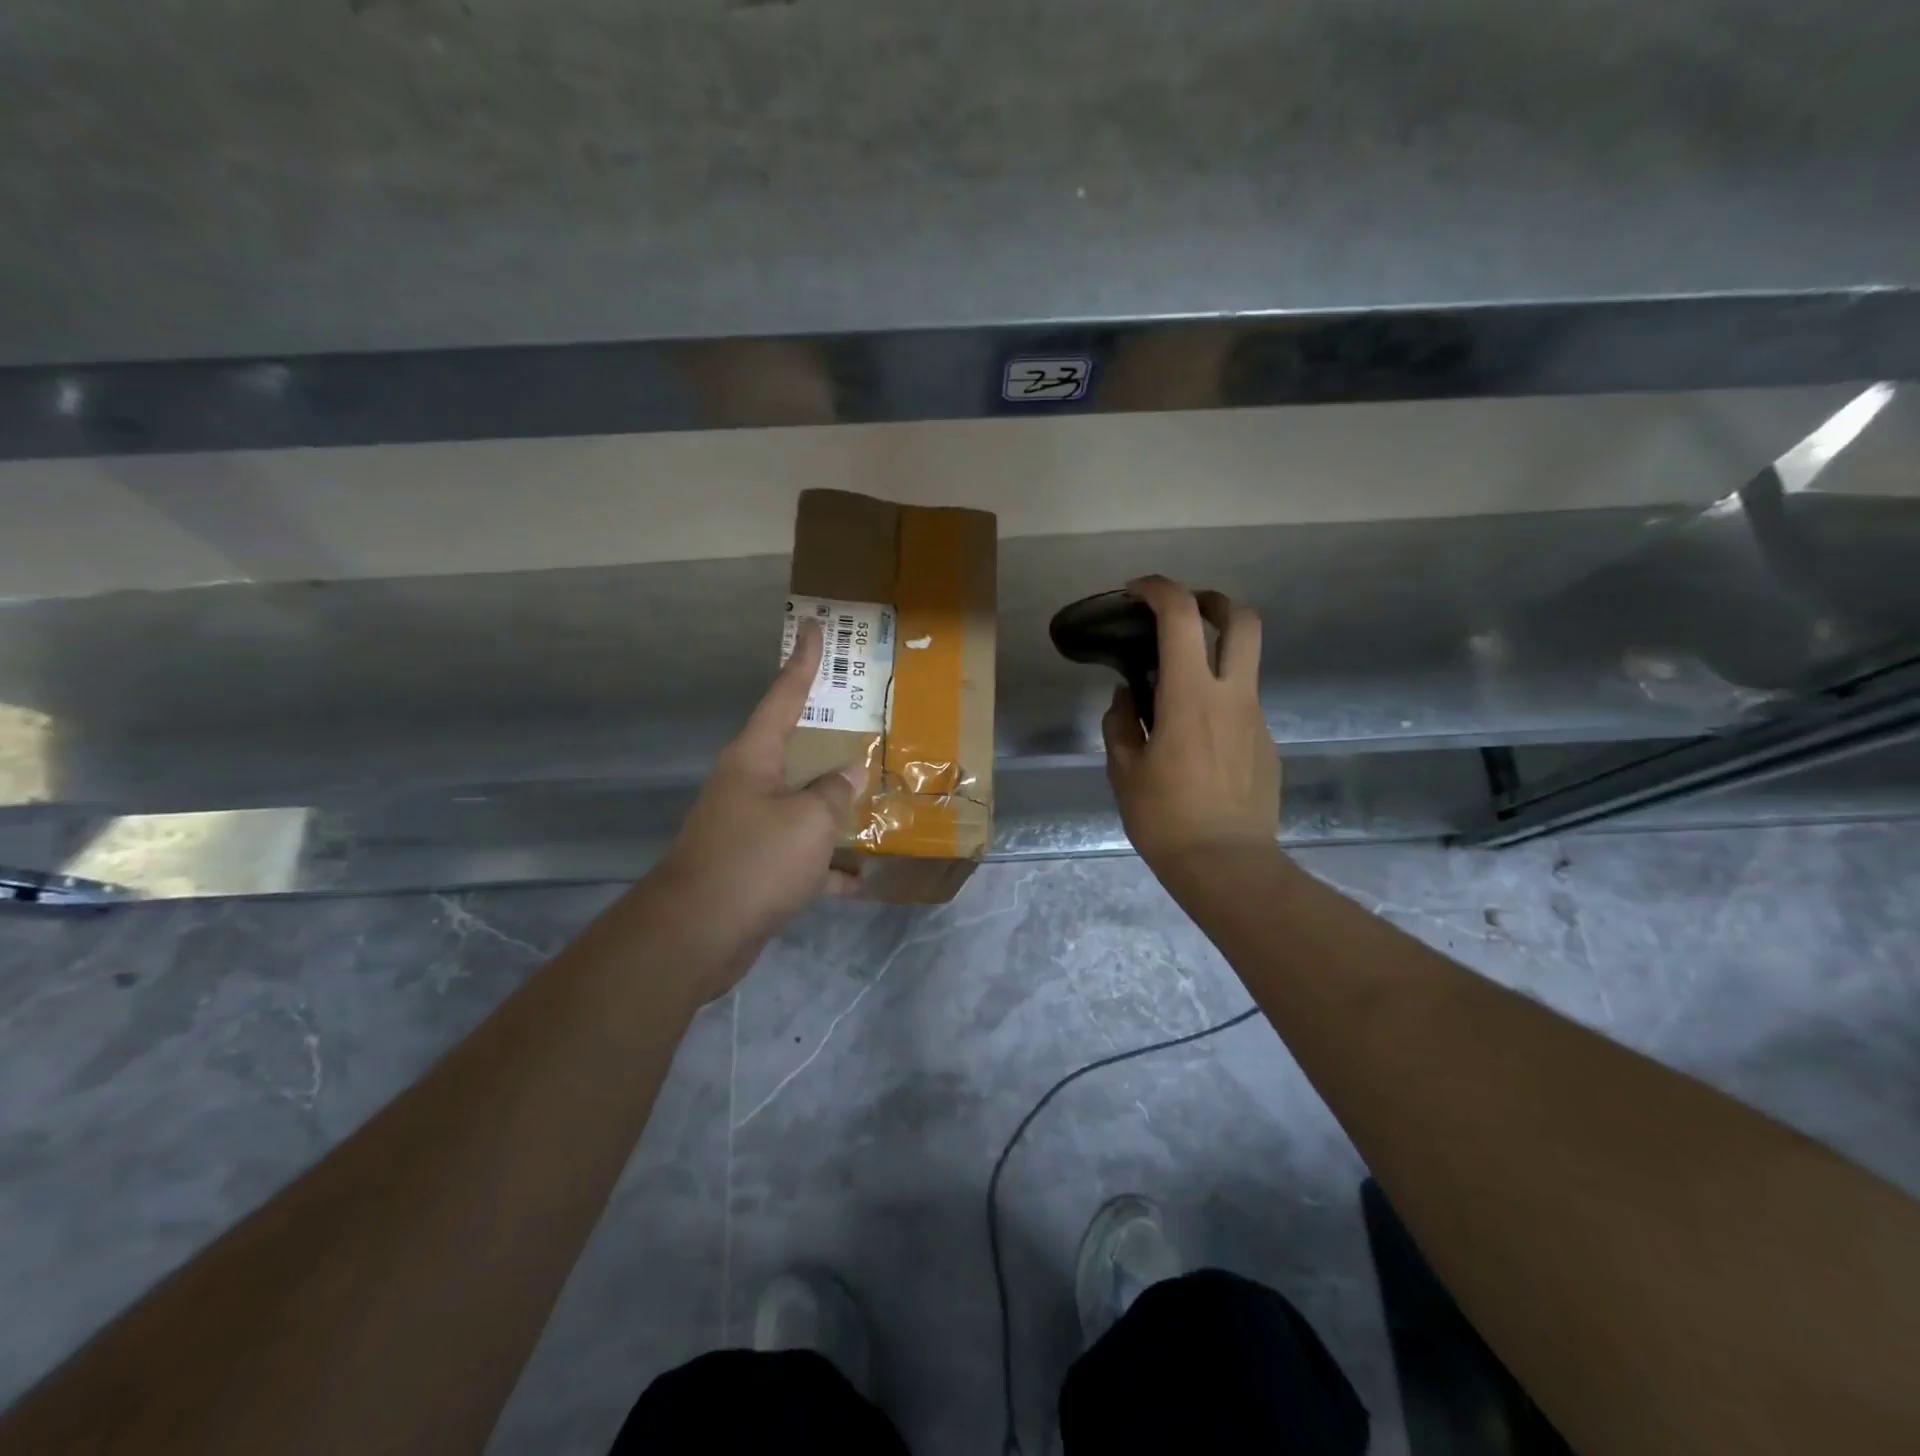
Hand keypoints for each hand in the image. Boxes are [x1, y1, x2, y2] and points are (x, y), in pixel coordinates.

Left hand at [654, 621, 867, 994]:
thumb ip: (835, 792)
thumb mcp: (810, 820)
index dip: (803, 661)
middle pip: (795, 748)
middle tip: (864, 714)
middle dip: (829, 736)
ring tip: (878, 795)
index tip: (813, 626)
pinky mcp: (754, 865)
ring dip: (835, 804)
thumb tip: (849, 773)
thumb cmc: (755, 860)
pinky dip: (827, 863)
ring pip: (802, 802)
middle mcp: (748, 783)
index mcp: (755, 757)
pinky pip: (800, 852)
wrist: (697, 934)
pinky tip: (863, 876)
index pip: (784, 695)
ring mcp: (749, 825)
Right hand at [1103, 576, 1281, 896]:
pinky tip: (1196, 742)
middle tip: (1184, 613)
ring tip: (1178, 691)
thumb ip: (1121, 724)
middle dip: (1213, 601)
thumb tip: (1127, 698)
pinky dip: (1219, 702)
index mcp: (1190, 696)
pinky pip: (1242, 707)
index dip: (1159, 589)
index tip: (1136, 592)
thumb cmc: (1166, 818)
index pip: (1182, 616)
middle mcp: (1232, 695)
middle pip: (1242, 619)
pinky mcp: (1267, 744)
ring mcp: (1256, 719)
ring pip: (1245, 664)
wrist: (1228, 866)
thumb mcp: (1124, 772)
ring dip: (1215, 656)